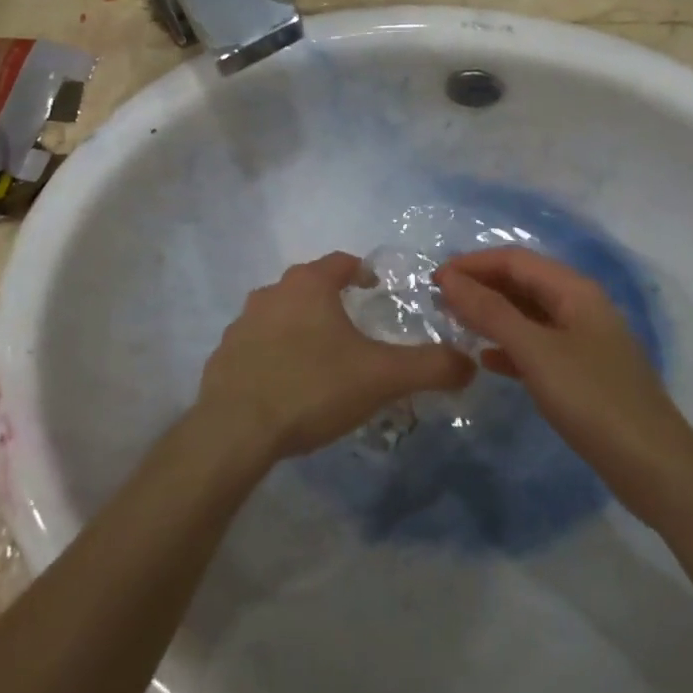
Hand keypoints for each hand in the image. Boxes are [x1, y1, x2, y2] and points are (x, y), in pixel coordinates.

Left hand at [197, 253, 475, 461]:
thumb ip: (430, 366)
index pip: (340, 262)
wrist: (236, 430)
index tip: (375, 286)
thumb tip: (468, 363)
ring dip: (300, 326)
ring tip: (321, 357)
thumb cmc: (313, 387)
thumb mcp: (382, 377)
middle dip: (331, 299)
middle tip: (354, 326)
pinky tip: (287, 383)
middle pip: (308, 285)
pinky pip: (256, 346)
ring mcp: (241, 324)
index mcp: (308, 285)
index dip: (361, 270)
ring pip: (280, 314)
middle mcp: (272, 293)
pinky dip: (274, 354)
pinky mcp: (223, 356)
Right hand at [436, 247, 692, 509]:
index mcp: (575, 290)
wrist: (654, 467)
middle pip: (523, 283)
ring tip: (454, 324)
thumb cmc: (592, 399)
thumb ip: (490, 312)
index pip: (515, 260)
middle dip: (481, 286)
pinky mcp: (583, 373)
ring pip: (528, 315)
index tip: (434, 279)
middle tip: (439, 301)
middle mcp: (580, 306)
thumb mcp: (535, 351)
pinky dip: (509, 346)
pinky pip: (538, 346)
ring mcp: (584, 341)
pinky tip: (486, 361)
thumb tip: (449, 278)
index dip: (473, 264)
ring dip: (492, 315)